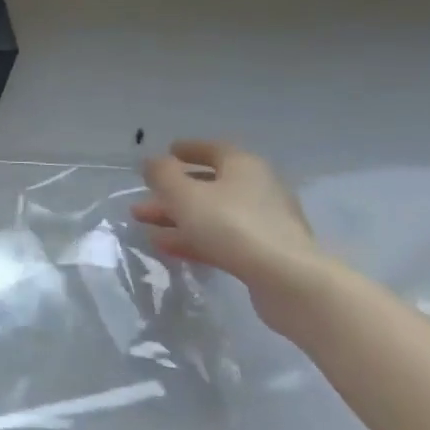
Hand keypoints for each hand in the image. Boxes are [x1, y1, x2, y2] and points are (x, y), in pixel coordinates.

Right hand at [133, 141, 323, 330]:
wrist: (287, 279)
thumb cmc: (230, 224)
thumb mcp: (184, 194)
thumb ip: (162, 174)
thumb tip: (153, 162)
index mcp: (243, 166)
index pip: (213, 149)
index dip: (188, 149)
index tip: (168, 152)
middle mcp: (258, 188)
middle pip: (209, 185)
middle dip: (172, 193)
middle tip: (142, 201)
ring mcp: (264, 222)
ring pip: (212, 214)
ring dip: (178, 218)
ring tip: (146, 227)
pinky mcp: (265, 252)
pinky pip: (222, 238)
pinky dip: (195, 238)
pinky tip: (168, 247)